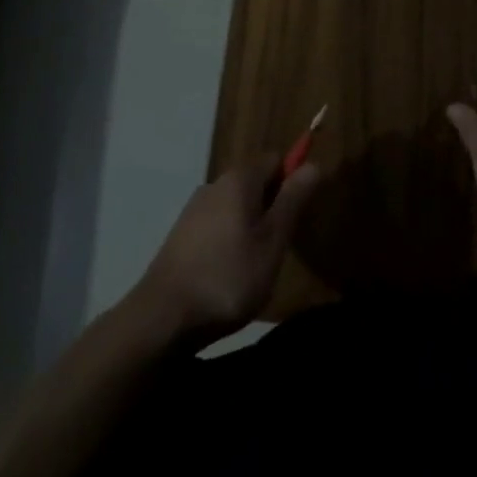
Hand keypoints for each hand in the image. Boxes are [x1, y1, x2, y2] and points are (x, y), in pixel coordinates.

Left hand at [131, 158, 319, 347]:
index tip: (297, 216)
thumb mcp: (272, 241)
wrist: (163, 316)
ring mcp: (194, 209)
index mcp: (239, 179)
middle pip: (254, 183)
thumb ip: (293, 200)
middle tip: (278, 248)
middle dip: (271, 208)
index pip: (276, 159)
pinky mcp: (181, 234)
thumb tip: (313, 164)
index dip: (292, 181)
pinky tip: (227, 275)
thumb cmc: (228, 277)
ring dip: (249, 227)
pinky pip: (216, 225)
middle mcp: (215, 183)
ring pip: (235, 206)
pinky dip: (228, 241)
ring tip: (254, 267)